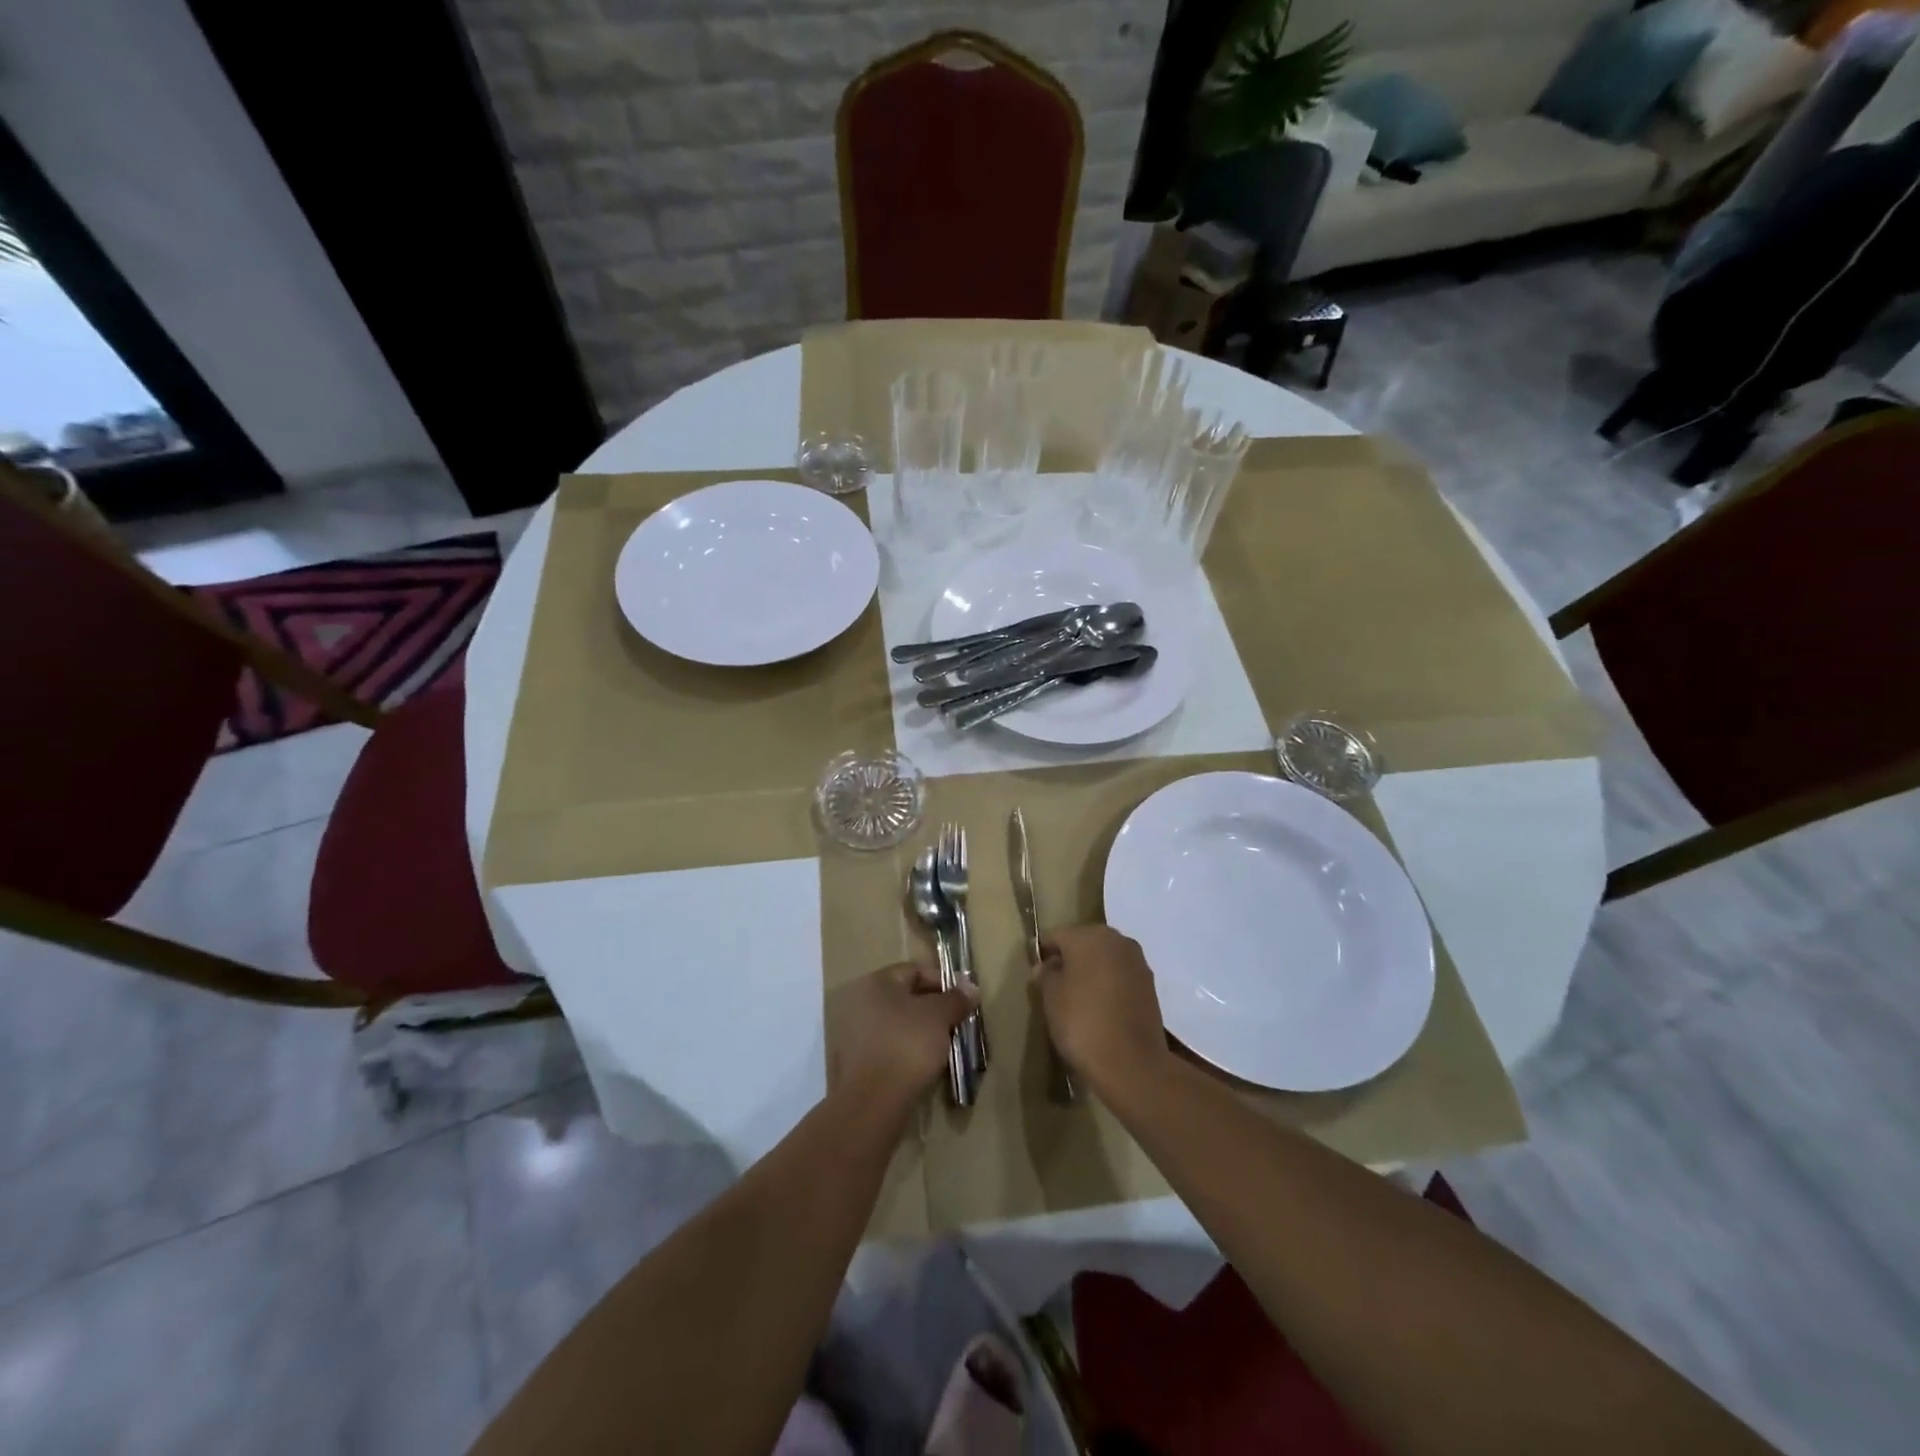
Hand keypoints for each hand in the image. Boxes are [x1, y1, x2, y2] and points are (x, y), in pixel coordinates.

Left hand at [829, 962, 975, 1120]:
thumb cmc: (907, 1045)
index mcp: (876, 982)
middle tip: (957, 1023)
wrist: (872, 1102)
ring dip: (921, 1032)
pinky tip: (923, 1066)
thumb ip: (955, 999)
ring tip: (944, 1047)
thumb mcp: (939, 1017)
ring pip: (897, 1025)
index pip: (915, 970)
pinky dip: (906, 1052)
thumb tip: (970, 987)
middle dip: (933, 1009)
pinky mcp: (854, 1064)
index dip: (943, 981)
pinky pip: (888, 1048)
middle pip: (905, 998)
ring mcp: (853, 1034)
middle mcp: (859, 1002)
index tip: (965, 999)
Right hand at [1034, 924, 1169, 1092]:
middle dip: (1070, 960)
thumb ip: (1046, 975)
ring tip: (1078, 1000)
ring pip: (1105, 959)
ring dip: (1092, 972)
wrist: (1132, 1064)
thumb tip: (1046, 966)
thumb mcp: (1051, 998)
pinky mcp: (1151, 985)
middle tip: (1056, 987)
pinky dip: (1109, 986)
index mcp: (1089, 935)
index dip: (1045, 953)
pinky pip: (1121, 976)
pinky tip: (1100, 1008)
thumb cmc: (1082, 1023)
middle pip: (1085, 943)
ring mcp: (1137, 962)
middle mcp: (1117, 940)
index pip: (1058, 936)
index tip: (1037, 975)